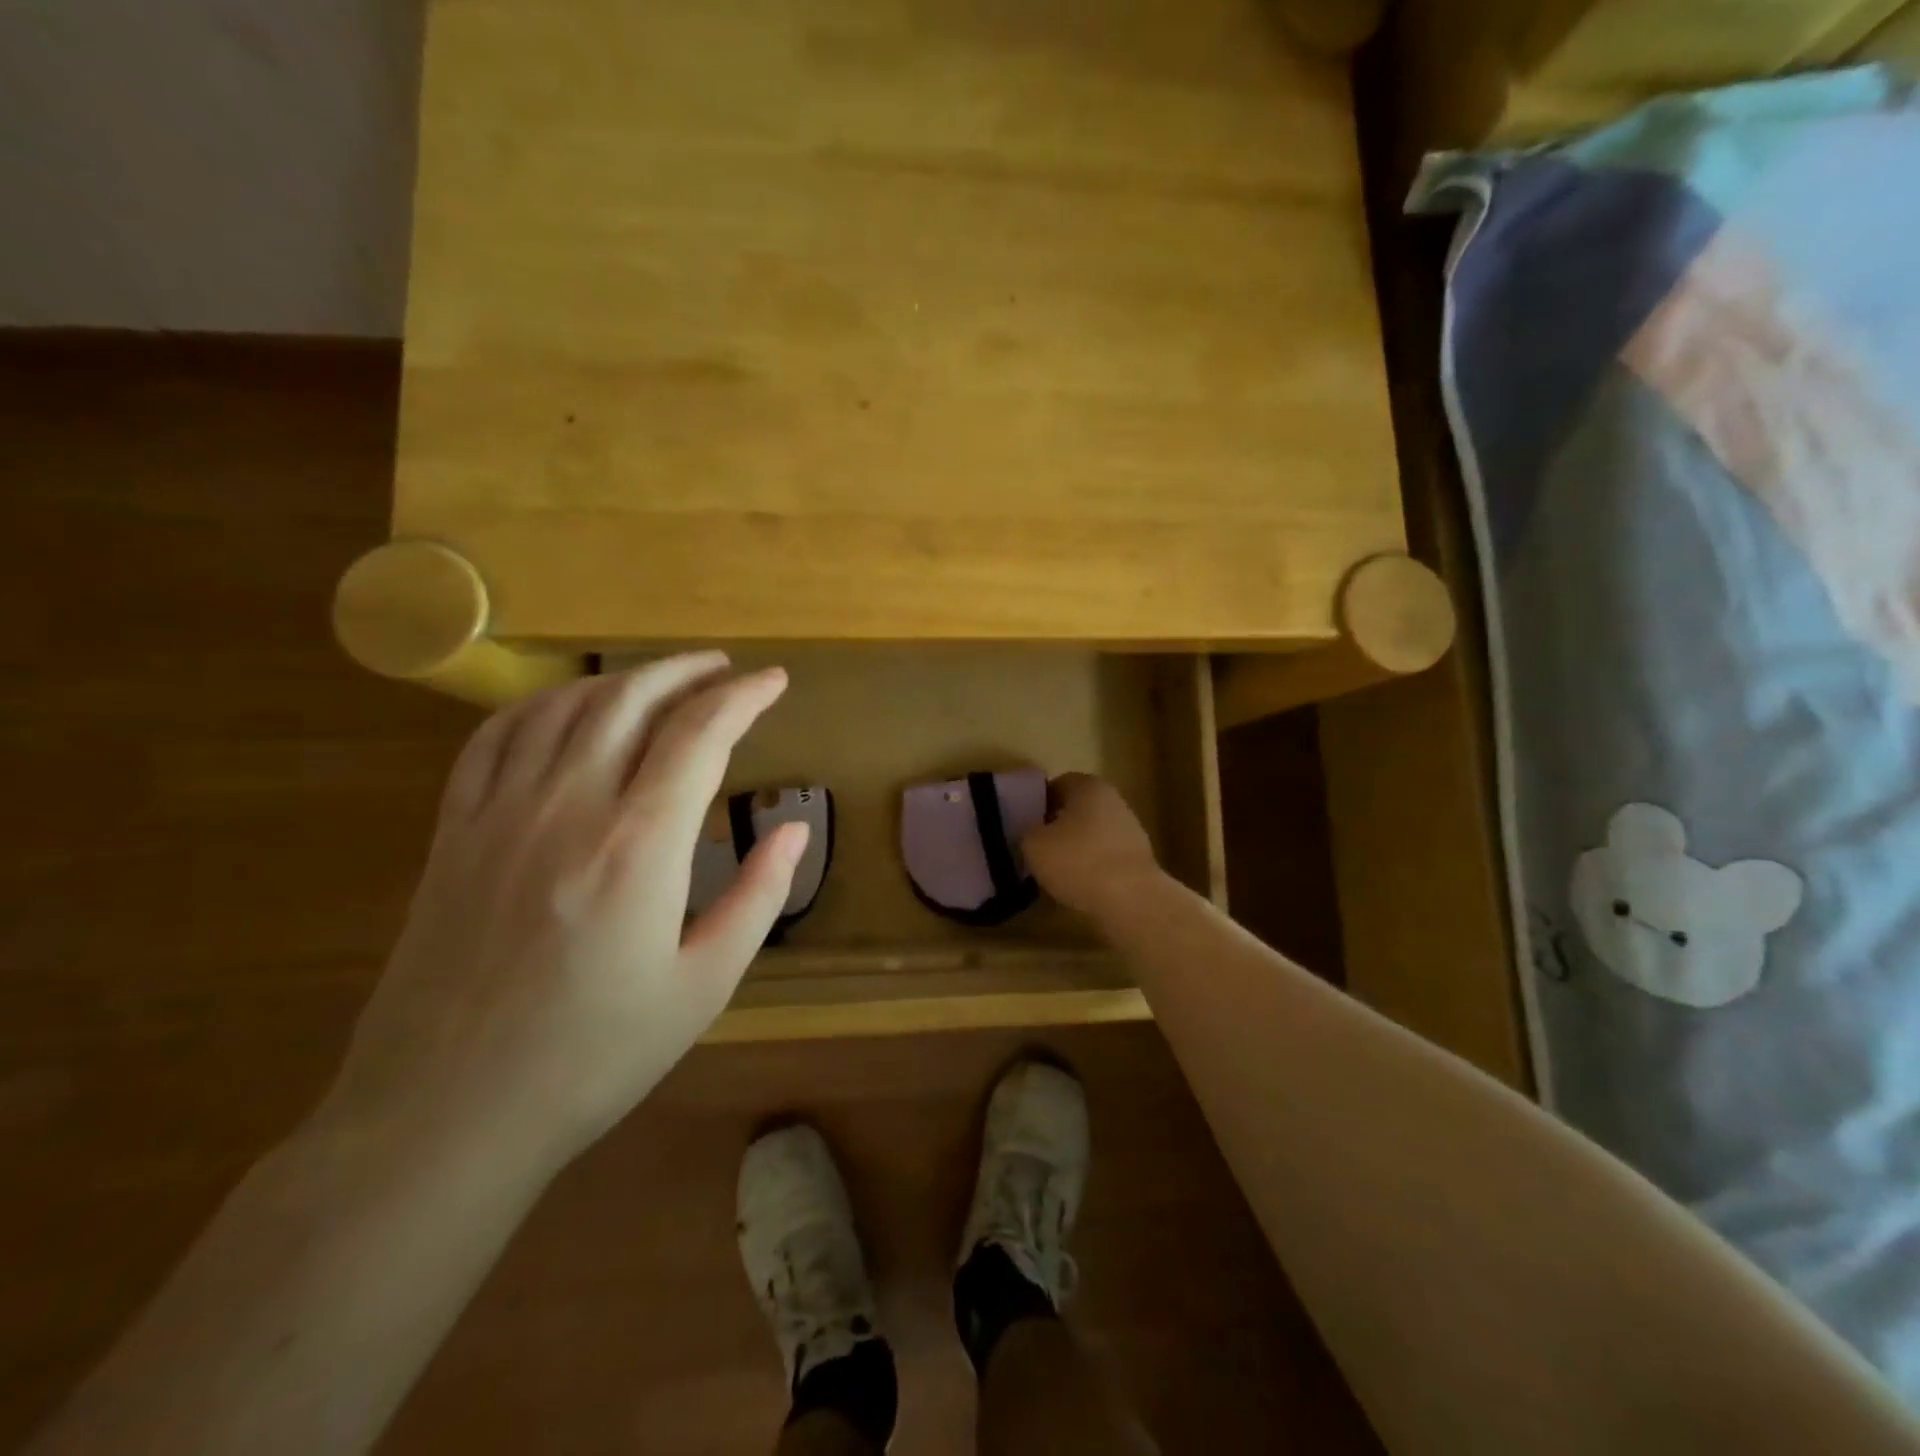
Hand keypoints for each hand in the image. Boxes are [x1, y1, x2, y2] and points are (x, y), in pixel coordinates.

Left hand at [318, 654, 804, 1177]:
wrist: (445, 1118)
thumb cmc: (593, 1058)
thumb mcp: (703, 986)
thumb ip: (758, 897)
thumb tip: (794, 828)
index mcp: (639, 846)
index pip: (700, 734)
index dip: (743, 697)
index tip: (774, 682)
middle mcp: (569, 808)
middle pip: (631, 699)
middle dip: (686, 671)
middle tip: (725, 669)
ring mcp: (501, 814)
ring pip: (565, 707)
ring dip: (621, 678)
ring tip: (661, 680)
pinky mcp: (453, 833)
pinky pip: (495, 738)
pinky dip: (541, 704)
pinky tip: (567, 707)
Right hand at [1021, 773, 1164, 924]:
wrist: (1132, 900)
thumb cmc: (1078, 861)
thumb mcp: (1034, 844)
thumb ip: (1027, 831)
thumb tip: (1032, 832)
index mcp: (1088, 786)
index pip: (1057, 785)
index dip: (1038, 804)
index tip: (1024, 825)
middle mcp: (1113, 800)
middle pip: (1077, 810)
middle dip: (1057, 827)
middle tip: (1036, 849)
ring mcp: (1131, 830)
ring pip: (1091, 834)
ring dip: (1074, 849)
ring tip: (1054, 873)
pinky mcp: (1139, 859)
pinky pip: (1105, 858)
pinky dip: (1092, 869)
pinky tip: (1078, 887)